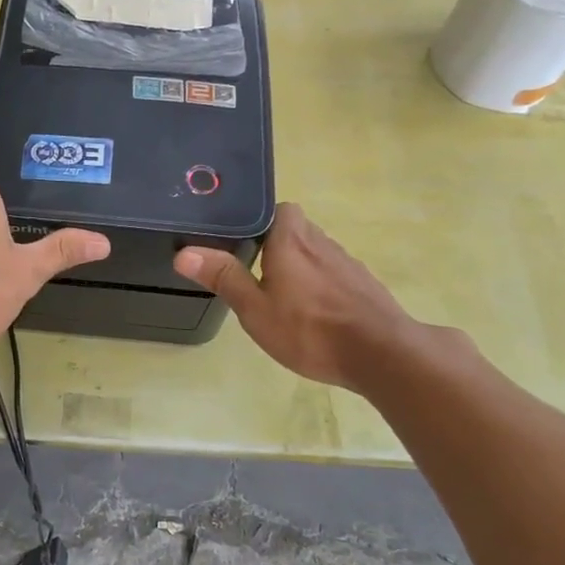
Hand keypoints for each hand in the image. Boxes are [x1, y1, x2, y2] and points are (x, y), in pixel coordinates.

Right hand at [173, 203, 423, 389]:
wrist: (381, 354)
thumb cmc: (310, 330)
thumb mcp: (255, 309)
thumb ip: (223, 277)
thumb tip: (184, 253)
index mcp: (291, 240)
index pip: (278, 209)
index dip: (261, 221)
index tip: (243, 242)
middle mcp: (321, 242)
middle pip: (297, 230)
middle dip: (278, 245)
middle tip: (256, 271)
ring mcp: (348, 263)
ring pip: (317, 253)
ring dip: (301, 266)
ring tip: (283, 296)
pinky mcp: (364, 285)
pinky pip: (335, 275)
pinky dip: (322, 285)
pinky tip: (314, 314)